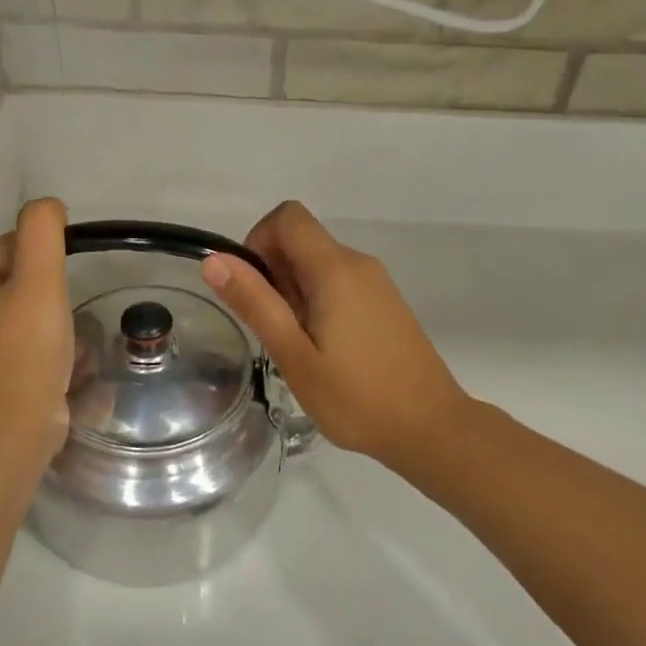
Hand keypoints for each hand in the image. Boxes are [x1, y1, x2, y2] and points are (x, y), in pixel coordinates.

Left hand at [0, 199, 73, 458]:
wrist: (17, 427)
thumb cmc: (26, 350)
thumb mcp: (39, 280)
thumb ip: (42, 232)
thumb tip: (48, 207)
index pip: (12, 245)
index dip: (46, 259)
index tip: (62, 287)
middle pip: (21, 276)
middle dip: (51, 290)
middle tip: (64, 315)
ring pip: (27, 306)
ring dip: (54, 315)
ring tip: (65, 338)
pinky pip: (27, 335)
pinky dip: (47, 340)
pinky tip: (62, 357)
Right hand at [200, 201, 470, 472]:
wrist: (431, 428)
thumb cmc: (357, 397)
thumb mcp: (294, 356)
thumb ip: (255, 303)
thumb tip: (214, 259)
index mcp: (335, 269)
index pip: (287, 217)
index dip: (258, 241)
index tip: (254, 290)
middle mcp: (358, 263)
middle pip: (300, 240)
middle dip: (273, 274)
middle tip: (277, 330)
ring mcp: (376, 283)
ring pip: (317, 264)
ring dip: (293, 292)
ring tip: (299, 346)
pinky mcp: (384, 303)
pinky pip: (338, 283)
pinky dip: (317, 302)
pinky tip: (324, 350)